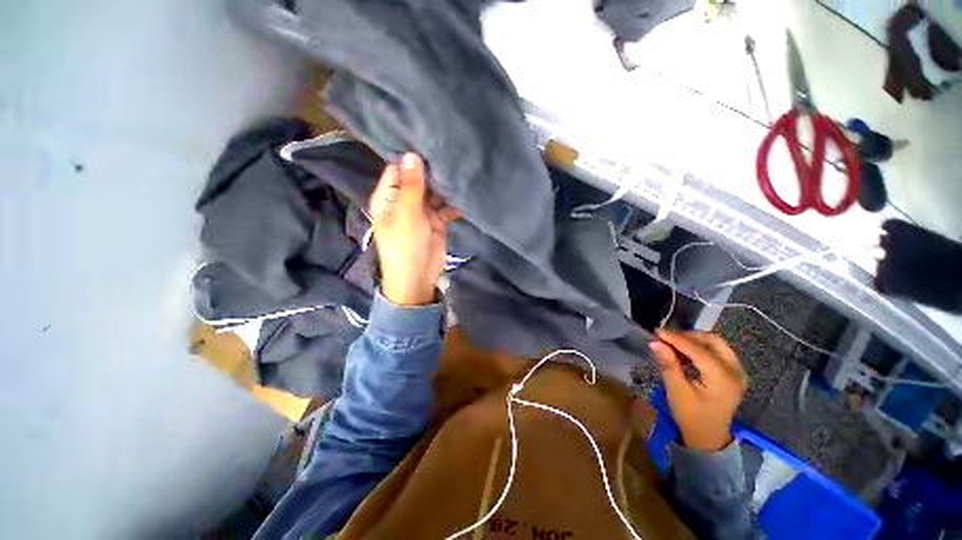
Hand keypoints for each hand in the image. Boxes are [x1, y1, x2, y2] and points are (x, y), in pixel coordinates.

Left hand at [369, 153, 459, 305]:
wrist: (418, 278)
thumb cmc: (405, 247)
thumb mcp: (406, 215)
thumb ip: (411, 187)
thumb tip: (412, 154)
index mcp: (389, 198)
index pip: (398, 170)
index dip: (412, 159)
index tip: (430, 143)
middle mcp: (404, 201)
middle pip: (419, 180)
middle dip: (433, 171)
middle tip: (453, 153)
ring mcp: (422, 211)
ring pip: (435, 193)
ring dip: (446, 187)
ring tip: (463, 171)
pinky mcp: (437, 220)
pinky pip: (446, 207)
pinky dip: (455, 203)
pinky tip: (466, 193)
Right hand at [649, 329, 746, 451]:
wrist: (709, 437)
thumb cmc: (691, 416)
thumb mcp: (677, 391)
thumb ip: (668, 364)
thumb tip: (655, 342)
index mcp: (723, 378)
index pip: (698, 350)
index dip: (676, 338)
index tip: (656, 331)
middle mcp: (735, 371)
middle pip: (712, 341)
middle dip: (688, 335)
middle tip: (666, 337)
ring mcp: (737, 371)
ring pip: (716, 344)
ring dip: (694, 340)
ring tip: (673, 343)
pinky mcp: (733, 373)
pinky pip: (717, 351)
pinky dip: (700, 347)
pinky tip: (684, 352)